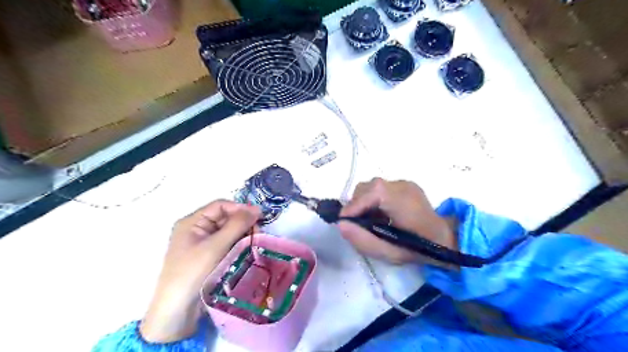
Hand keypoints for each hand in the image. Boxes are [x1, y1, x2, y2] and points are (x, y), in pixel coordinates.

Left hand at [140, 203, 259, 342]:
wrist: (177, 311)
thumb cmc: (193, 272)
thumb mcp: (216, 245)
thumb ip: (237, 224)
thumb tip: (257, 208)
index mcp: (192, 222)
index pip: (220, 206)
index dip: (240, 208)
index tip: (259, 217)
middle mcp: (196, 230)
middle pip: (225, 218)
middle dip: (243, 223)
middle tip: (258, 233)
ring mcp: (202, 244)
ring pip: (228, 232)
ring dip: (243, 235)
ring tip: (255, 243)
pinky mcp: (209, 257)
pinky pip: (227, 244)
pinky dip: (238, 245)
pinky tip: (248, 250)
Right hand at [339, 180, 456, 265]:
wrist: (446, 239)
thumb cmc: (419, 249)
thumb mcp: (390, 253)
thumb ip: (363, 240)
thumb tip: (340, 224)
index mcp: (403, 201)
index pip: (371, 193)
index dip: (353, 206)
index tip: (342, 222)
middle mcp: (403, 185)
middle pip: (368, 187)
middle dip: (356, 205)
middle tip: (356, 224)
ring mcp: (404, 183)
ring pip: (371, 187)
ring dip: (363, 202)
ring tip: (368, 220)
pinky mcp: (404, 184)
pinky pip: (379, 189)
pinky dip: (372, 200)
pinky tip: (379, 215)